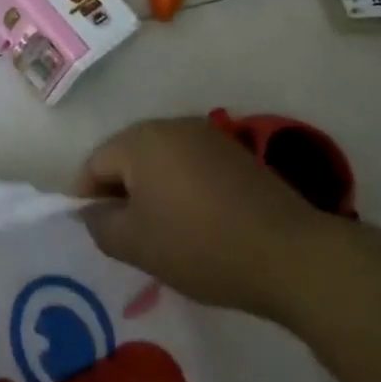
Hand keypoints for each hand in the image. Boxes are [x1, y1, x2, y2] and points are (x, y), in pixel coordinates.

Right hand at [75, 115, 330, 316]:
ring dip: (153, 190)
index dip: (87, 198)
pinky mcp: (235, 154)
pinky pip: (191, 166)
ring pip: (160, 161)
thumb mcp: (137, 245)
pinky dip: (183, 189)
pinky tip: (197, 222)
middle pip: (127, 156)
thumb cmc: (201, 246)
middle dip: (121, 192)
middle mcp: (169, 125)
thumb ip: (100, 225)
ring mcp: (206, 136)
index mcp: (139, 139)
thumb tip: (91, 212)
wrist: (293, 256)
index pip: (94, 164)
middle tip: (128, 235)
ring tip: (164, 231)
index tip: (98, 232)